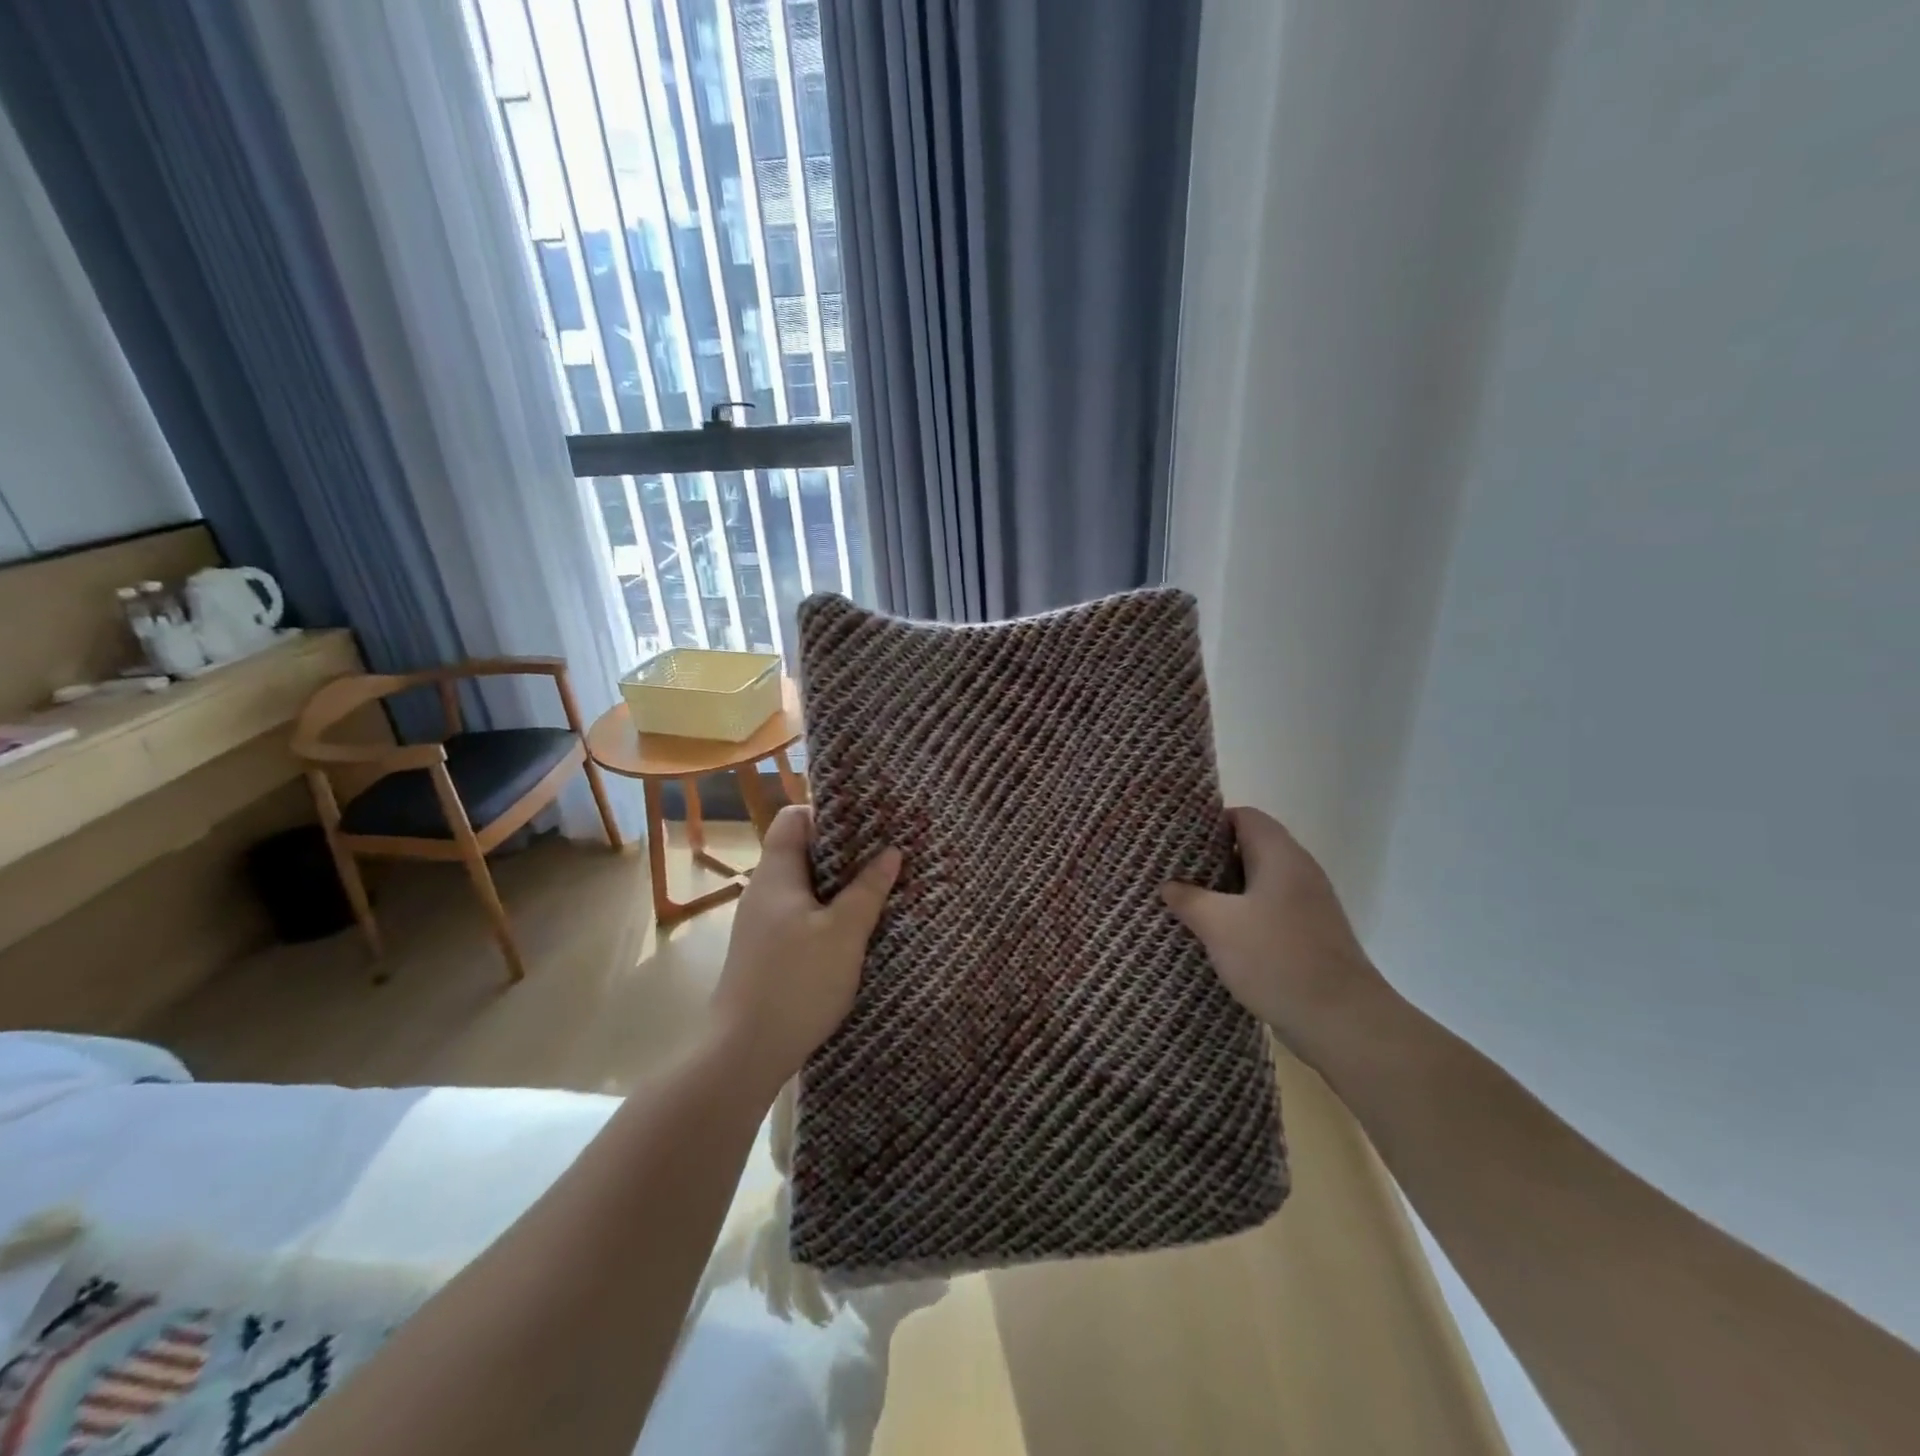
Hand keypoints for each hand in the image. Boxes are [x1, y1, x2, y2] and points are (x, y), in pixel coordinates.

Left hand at [710, 805, 899, 1090]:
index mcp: (777, 874)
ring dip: (840, 885)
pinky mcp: (768, 952)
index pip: (794, 817)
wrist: (743, 1053)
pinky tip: (857, 928)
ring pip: (805, 886)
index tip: (868, 822)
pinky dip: (829, 912)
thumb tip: (891, 852)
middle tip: (886, 853)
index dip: (828, 812)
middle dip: (845, 850)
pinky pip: (802, 915)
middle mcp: (764, 891)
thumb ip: (868, 890)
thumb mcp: (844, 934)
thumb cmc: (796, 982)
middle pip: (803, 851)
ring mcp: (763, 923)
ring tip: (880, 887)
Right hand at [1162, 807, 1396, 1070]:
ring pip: (1259, 882)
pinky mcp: (1310, 935)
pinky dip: (1242, 915)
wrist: (1342, 1021)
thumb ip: (1188, 898)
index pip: (1244, 816)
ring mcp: (1308, 904)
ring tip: (1188, 903)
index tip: (1177, 840)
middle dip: (1211, 858)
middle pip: (1250, 847)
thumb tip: (1169, 885)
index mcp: (1280, 855)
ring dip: (1225, 890)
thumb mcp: (1218, 924)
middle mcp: (1299, 871)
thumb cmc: (1276, 958)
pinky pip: (1269, 910)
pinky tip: (1218, 936)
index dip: (1209, 823)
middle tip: (1174, 872)